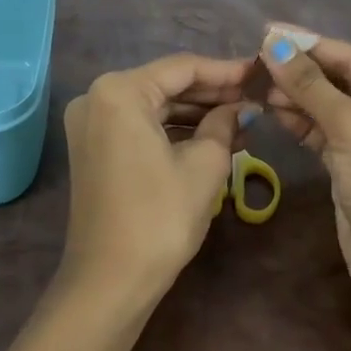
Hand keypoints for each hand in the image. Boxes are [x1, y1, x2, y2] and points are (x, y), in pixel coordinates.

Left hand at [61, 53, 253, 293]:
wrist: (110, 282)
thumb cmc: (160, 217)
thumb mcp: (205, 165)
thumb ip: (225, 124)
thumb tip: (242, 108)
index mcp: (119, 91)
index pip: (182, 68)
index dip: (225, 71)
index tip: (260, 72)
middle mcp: (97, 97)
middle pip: (166, 84)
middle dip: (212, 93)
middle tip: (255, 97)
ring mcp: (91, 124)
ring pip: (154, 106)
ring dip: (196, 113)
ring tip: (243, 120)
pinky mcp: (94, 148)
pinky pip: (140, 126)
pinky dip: (174, 130)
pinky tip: (212, 137)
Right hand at [258, 27, 350, 318]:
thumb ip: (310, 85)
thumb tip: (274, 43)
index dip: (311, 44)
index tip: (269, 31)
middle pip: (339, 80)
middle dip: (301, 71)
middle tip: (257, 60)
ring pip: (327, 106)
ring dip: (296, 95)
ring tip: (260, 85)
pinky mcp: (350, 165)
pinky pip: (321, 131)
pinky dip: (299, 120)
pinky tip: (273, 109)